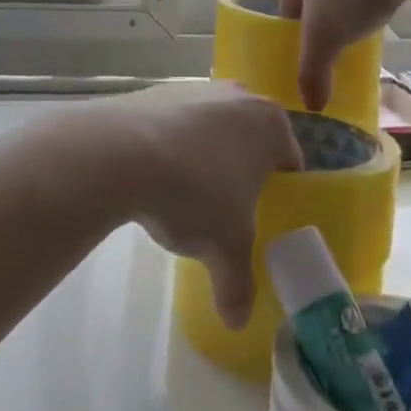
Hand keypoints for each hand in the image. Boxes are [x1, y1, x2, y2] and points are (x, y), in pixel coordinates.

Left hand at [43, 82, 300, 327]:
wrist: (122, 153)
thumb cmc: (195, 194)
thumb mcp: (225, 248)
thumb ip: (238, 285)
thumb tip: (237, 321)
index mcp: (269, 124)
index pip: (289, 160)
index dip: (280, 191)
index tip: (264, 217)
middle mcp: (237, 96)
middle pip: (248, 138)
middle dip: (240, 170)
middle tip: (226, 209)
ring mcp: (194, 88)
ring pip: (209, 128)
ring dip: (202, 156)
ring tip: (183, 195)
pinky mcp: (155, 91)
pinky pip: (173, 124)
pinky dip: (168, 145)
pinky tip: (152, 175)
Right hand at [281, 0, 410, 111]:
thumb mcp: (324, 38)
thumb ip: (313, 72)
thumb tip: (311, 106)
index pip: (288, 5)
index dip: (296, 32)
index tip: (310, 54)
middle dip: (325, 18)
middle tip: (337, 46)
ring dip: (351, 5)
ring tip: (363, 33)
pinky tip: (385, 12)